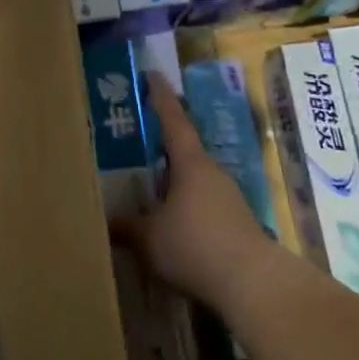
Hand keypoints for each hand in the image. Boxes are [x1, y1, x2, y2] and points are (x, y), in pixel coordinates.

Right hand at [112, 72, 285, 307]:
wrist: (252, 284)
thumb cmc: (194, 246)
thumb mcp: (148, 238)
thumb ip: (125, 227)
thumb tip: (106, 222)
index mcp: (190, 164)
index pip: (173, 121)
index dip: (160, 98)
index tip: (152, 76)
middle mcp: (212, 174)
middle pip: (183, 151)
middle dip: (160, 146)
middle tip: (133, 142)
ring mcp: (228, 198)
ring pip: (192, 181)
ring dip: (171, 182)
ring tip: (144, 190)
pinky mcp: (236, 224)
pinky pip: (201, 205)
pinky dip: (183, 207)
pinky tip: (168, 226)